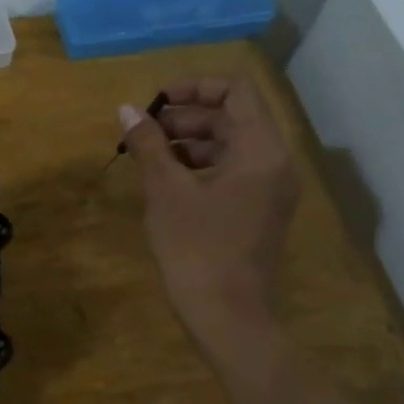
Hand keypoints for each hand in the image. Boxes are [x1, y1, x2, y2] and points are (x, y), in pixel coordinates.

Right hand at [118, 74, 300, 347]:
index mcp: (260, 150)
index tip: (156, 101)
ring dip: (192, 142)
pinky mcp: (261, 212)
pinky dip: (203, 166)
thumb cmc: (196, 249)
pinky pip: (235, 172)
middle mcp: (276, 163)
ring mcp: (272, 190)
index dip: (194, 86)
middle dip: (188, 117)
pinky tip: (169, 182)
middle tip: (145, 132)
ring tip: (150, 156)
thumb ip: (149, 145)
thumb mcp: (166, 192)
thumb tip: (127, 109)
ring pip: (233, 146)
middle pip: (234, 117)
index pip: (236, 91)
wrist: (228, 317)